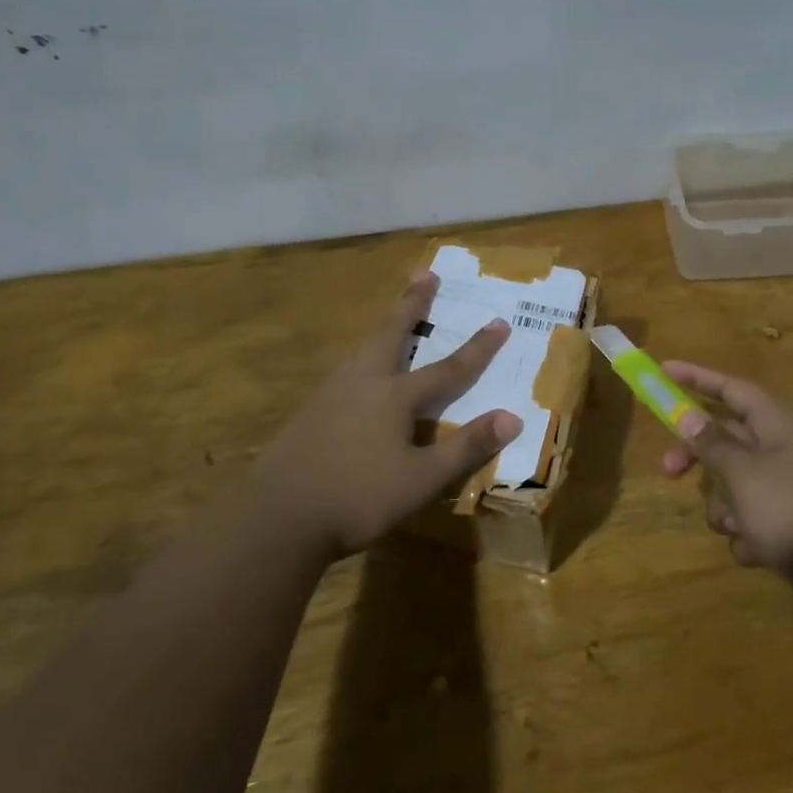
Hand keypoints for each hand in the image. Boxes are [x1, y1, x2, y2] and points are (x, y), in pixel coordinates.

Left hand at [247, 272, 520, 559]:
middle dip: (413, 304)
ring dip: (384, 328)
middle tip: (426, 274)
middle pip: (392, 334)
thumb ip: (466, 447)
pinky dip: (362, 356)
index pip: (448, 368)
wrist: (279, 517)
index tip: (499, 322)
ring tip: (393, 318)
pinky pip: (345, 370)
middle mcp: (363, 383)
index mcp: (394, 396)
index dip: (477, 348)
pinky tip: (357, 372)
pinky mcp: (309, 411)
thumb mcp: (422, 479)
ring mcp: (331, 394)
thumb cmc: (359, 498)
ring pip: (363, 349)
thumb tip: (513, 417)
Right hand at [658, 362, 792, 596]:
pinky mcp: (791, 524)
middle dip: (697, 457)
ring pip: (734, 485)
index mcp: (776, 425)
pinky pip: (752, 519)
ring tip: (736, 527)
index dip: (696, 378)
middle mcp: (782, 450)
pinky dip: (748, 535)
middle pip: (726, 439)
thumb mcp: (743, 473)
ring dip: (724, 506)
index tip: (664, 370)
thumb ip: (712, 444)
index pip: (731, 389)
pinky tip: (759, 552)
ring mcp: (787, 488)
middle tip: (667, 471)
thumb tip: (688, 415)